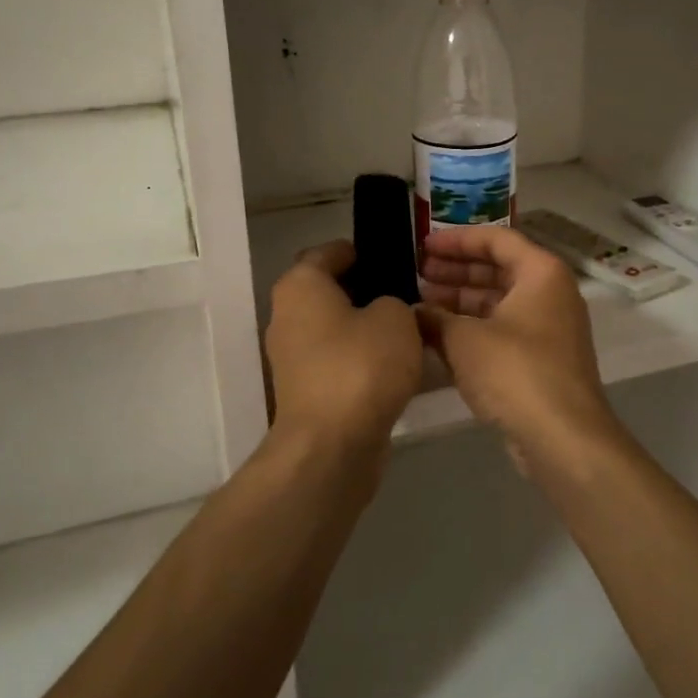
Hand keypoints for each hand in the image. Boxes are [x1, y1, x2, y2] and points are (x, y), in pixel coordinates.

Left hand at [264, 241, 423, 458]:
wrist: (332, 446)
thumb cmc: (361, 365)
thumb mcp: (396, 317)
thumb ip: (394, 302)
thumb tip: (385, 311)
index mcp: (301, 285)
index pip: (328, 252)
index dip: (361, 251)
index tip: (393, 259)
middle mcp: (287, 316)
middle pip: (330, 292)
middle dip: (367, 291)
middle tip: (408, 295)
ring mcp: (293, 357)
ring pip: (335, 329)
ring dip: (366, 329)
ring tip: (409, 331)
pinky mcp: (306, 392)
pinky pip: (338, 362)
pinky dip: (362, 361)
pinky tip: (397, 367)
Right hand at [417, 225, 627, 465]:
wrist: (562, 437)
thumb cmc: (515, 371)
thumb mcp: (464, 339)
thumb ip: (435, 318)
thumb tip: (414, 313)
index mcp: (541, 273)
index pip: (496, 239)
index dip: (456, 240)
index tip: (423, 246)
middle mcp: (550, 294)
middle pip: (498, 269)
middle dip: (456, 271)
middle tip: (418, 273)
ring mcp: (548, 329)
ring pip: (498, 302)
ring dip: (460, 301)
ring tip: (421, 304)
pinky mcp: (541, 360)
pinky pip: (502, 330)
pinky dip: (473, 329)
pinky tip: (439, 336)